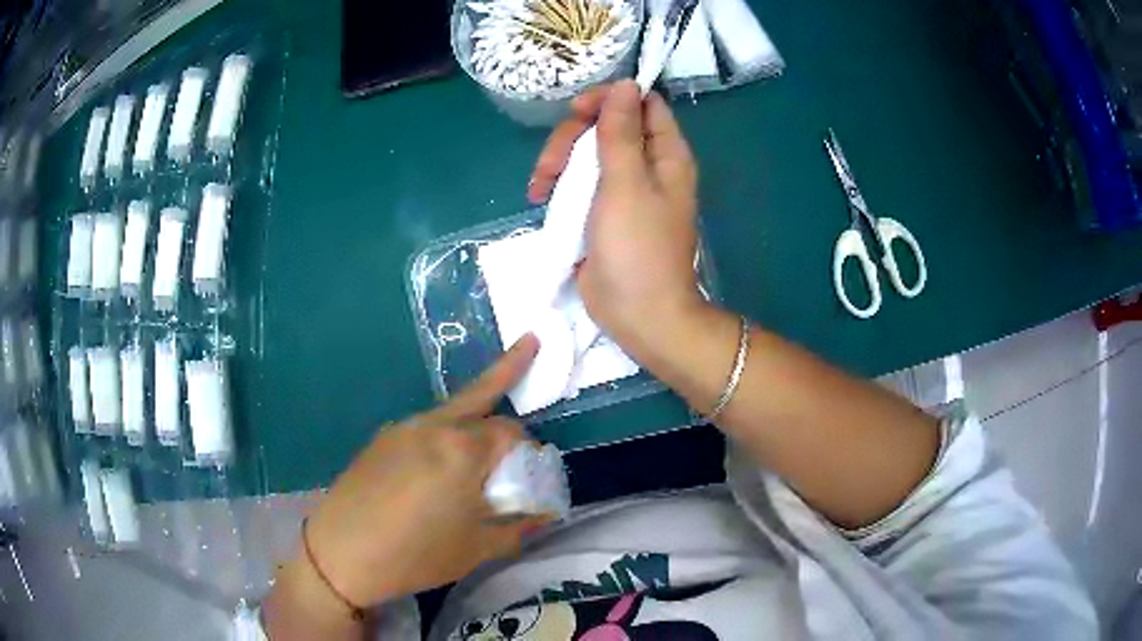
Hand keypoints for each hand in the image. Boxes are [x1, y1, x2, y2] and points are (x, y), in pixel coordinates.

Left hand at [297, 335, 544, 610]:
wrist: (342, 554)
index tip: (532, 473)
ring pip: (451, 409)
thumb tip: (546, 514)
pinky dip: (444, 434)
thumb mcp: (477, 548)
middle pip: (482, 399)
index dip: (529, 450)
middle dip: (507, 397)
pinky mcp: (381, 439)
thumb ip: (518, 527)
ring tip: (485, 438)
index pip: (512, 432)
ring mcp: (402, 428)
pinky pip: (424, 427)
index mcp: (463, 449)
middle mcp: (434, 426)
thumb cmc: (416, 554)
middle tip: (526, 384)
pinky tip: (438, 466)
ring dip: (474, 415)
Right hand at [528, 80, 703, 359]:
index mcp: (665, 154)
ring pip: (587, 153)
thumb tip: (625, 84)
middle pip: (607, 127)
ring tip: (539, 188)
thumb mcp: (625, 183)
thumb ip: (621, 132)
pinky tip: (539, 198)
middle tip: (550, 164)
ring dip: (558, 162)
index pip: (641, 104)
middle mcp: (648, 166)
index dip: (610, 99)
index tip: (577, 111)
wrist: (639, 314)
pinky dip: (558, 185)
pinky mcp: (603, 212)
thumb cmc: (637, 247)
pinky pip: (579, 182)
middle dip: (573, 137)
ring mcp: (624, 190)